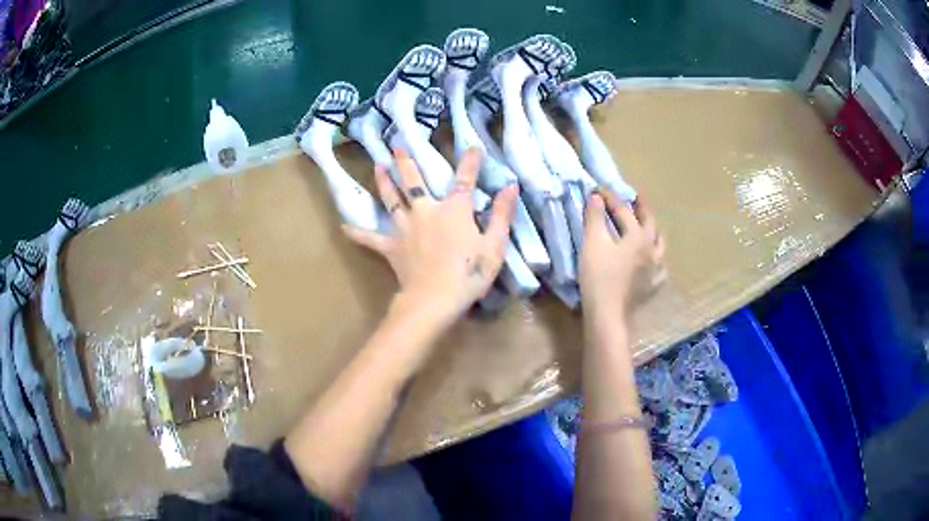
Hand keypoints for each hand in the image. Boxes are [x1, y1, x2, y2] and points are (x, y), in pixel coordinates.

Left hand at [343, 147, 517, 327]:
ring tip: (377, 166)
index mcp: (453, 209)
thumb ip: (502, 214)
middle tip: (396, 144)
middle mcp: (425, 211)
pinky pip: (370, 239)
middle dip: (406, 161)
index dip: (470, 162)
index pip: (465, 179)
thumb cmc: (469, 273)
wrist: (435, 298)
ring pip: (391, 199)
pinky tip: (343, 227)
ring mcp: (404, 228)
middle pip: (414, 181)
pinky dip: (357, 233)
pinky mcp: (391, 247)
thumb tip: (511, 186)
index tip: (472, 146)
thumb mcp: (495, 245)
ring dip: (383, 182)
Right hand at [579, 191, 665, 321]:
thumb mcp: (593, 242)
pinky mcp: (653, 286)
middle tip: (636, 199)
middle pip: (650, 223)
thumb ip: (595, 217)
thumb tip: (596, 196)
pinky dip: (657, 258)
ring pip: (659, 243)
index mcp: (638, 236)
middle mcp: (652, 249)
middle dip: (642, 209)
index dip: (611, 199)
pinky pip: (660, 266)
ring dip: (653, 231)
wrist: (608, 313)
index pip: (624, 211)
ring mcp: (655, 268)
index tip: (600, 190)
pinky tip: (653, 261)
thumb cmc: (599, 276)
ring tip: (648, 227)